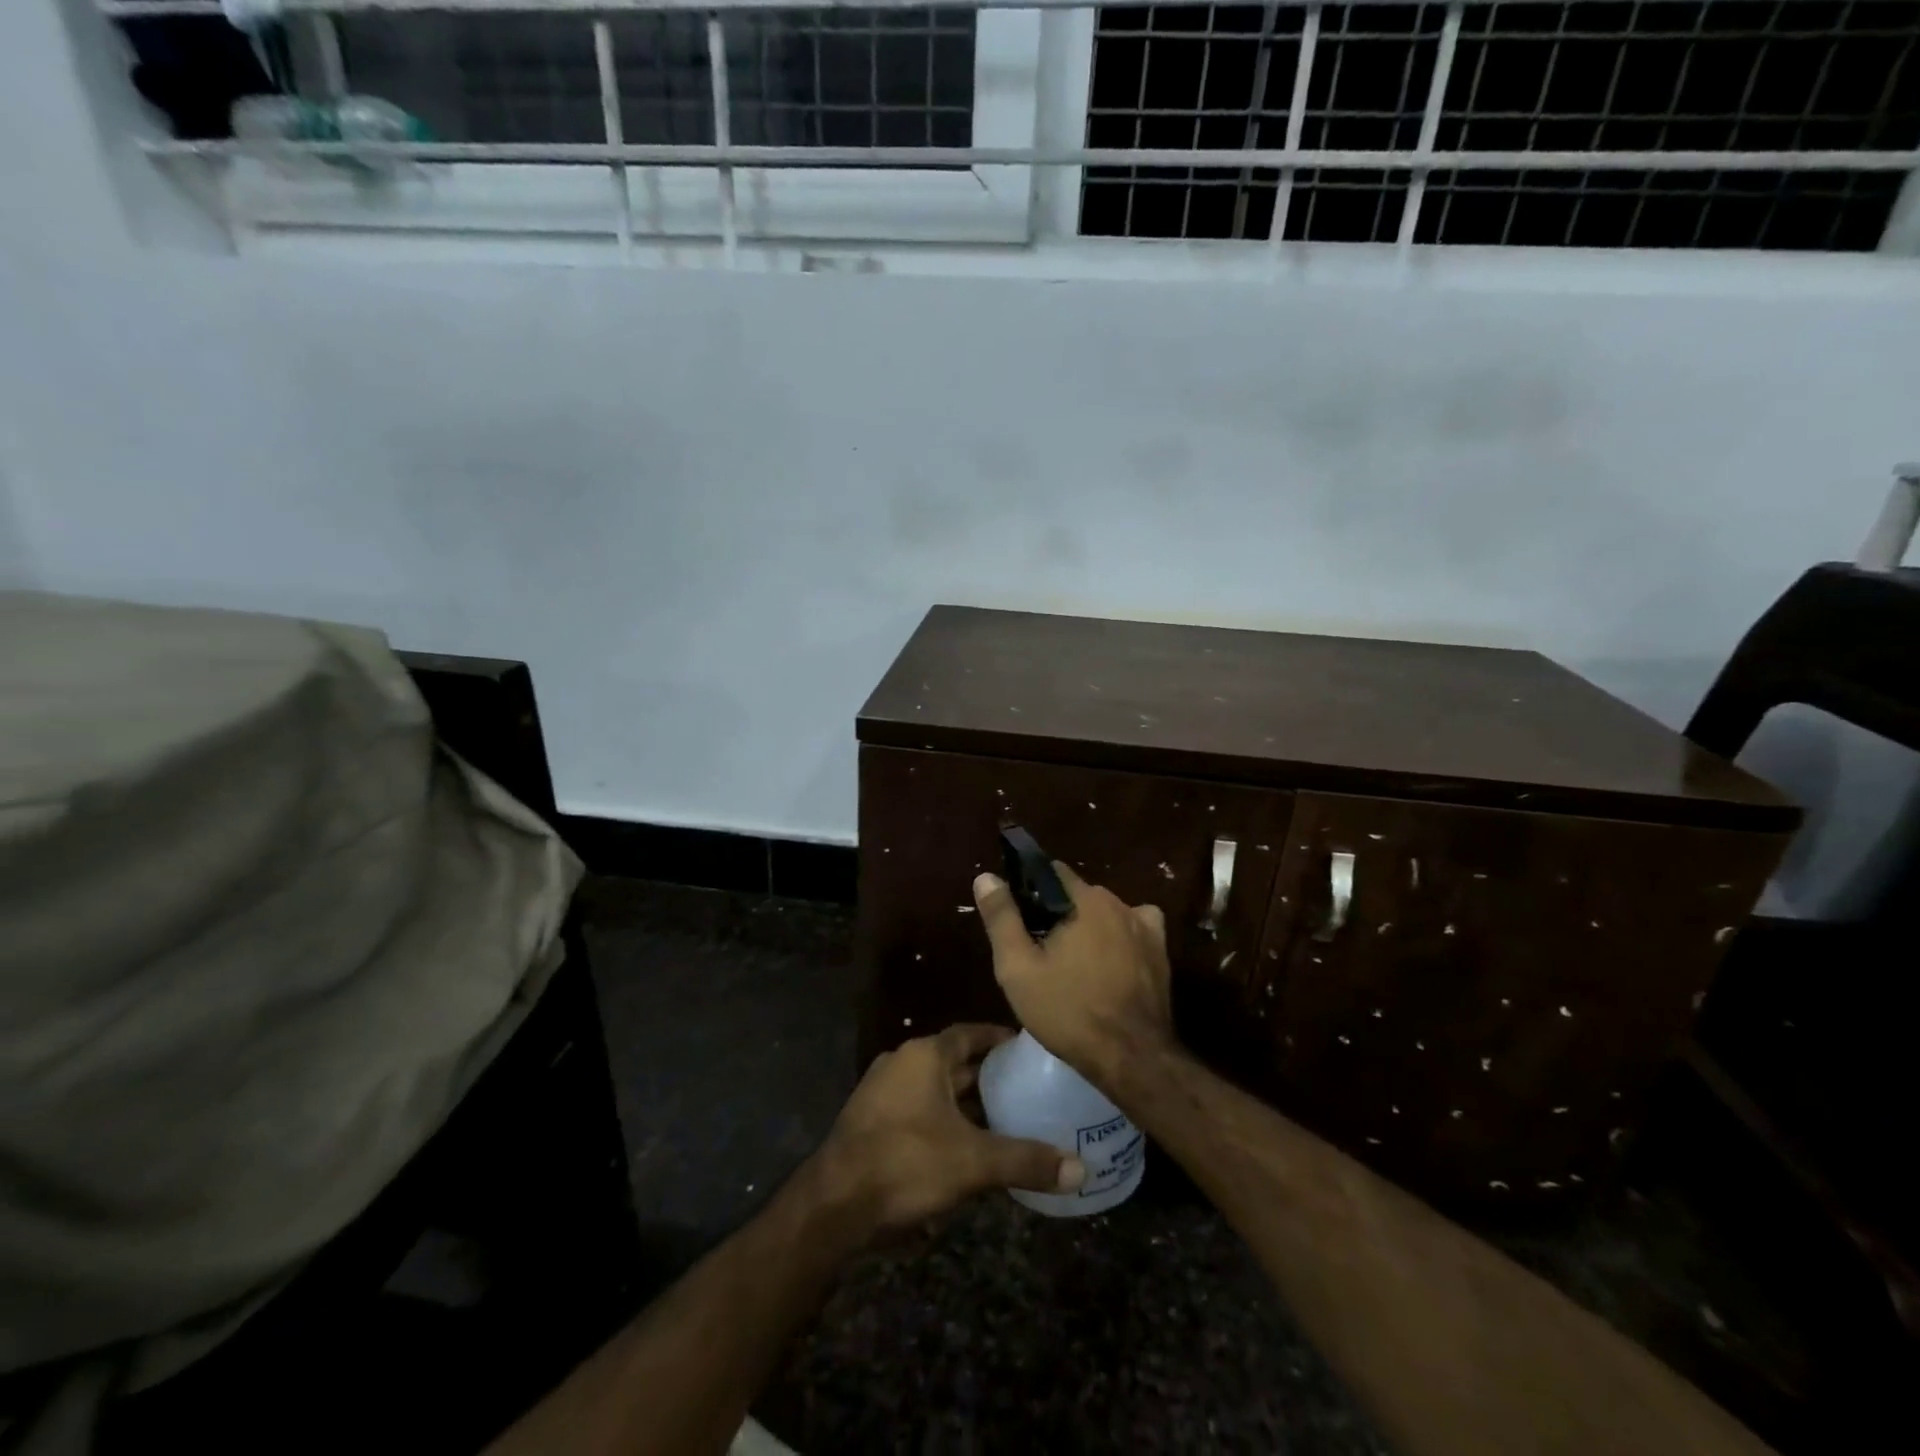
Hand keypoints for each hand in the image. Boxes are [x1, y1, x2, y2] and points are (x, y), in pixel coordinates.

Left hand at [815, 1024, 1085, 1233]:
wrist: (834, 1203)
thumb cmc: (906, 1163)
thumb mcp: (973, 1162)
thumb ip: (1026, 1161)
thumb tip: (1080, 1170)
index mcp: (924, 1055)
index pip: (970, 1033)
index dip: (999, 1039)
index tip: (1028, 1049)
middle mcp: (902, 1062)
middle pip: (953, 1060)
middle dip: (987, 1073)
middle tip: (1027, 1085)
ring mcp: (882, 1091)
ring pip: (935, 1086)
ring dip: (965, 1099)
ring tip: (1005, 1114)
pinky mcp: (872, 1120)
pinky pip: (918, 1107)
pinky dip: (944, 1117)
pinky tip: (966, 1143)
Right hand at [972, 862, 1175, 1088]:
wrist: (1132, 1057)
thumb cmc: (1068, 1011)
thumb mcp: (1018, 968)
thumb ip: (1002, 918)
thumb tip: (986, 877)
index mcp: (1085, 900)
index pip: (1052, 872)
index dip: (1030, 889)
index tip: (1018, 917)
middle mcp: (1119, 903)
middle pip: (1078, 894)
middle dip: (1058, 913)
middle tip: (1039, 949)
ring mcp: (1145, 927)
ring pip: (1106, 913)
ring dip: (1089, 927)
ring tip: (1072, 964)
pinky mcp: (1161, 953)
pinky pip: (1134, 930)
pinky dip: (1120, 938)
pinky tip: (1111, 962)